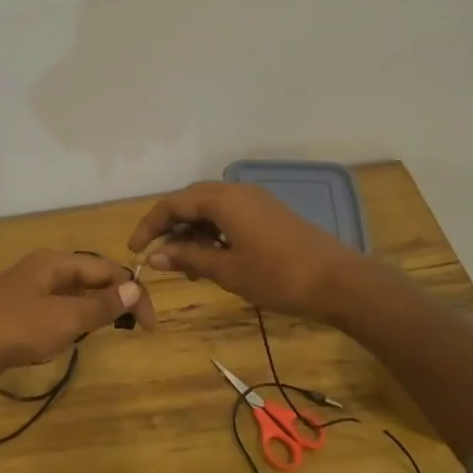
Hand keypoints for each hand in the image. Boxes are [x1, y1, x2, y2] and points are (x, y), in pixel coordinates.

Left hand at [0, 251, 144, 390]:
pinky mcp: (13, 312)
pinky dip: (70, 320)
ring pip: (70, 294)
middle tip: (135, 327)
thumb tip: (135, 287)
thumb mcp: (64, 318)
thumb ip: (100, 306)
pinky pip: (53, 309)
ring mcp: (25, 290)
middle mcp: (42, 269)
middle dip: (115, 298)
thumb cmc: (13, 327)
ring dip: (93, 309)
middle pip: (89, 277)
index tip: (151, 325)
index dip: (133, 293)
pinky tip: (72, 337)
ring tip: (111, 329)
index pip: (107, 270)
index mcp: (56, 262)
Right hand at [127, 181, 375, 319]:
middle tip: (156, 256)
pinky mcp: (268, 213)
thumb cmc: (278, 276)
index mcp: (222, 199)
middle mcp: (236, 191)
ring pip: (210, 208)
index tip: (133, 250)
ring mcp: (255, 200)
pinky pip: (229, 215)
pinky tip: (212, 257)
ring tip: (184, 264)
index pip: (173, 205)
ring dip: (192, 231)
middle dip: (169, 227)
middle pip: (190, 201)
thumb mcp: (227, 271)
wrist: (339, 281)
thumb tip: (154, 256)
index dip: (149, 226)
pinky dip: (213, 232)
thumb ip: (189, 258)